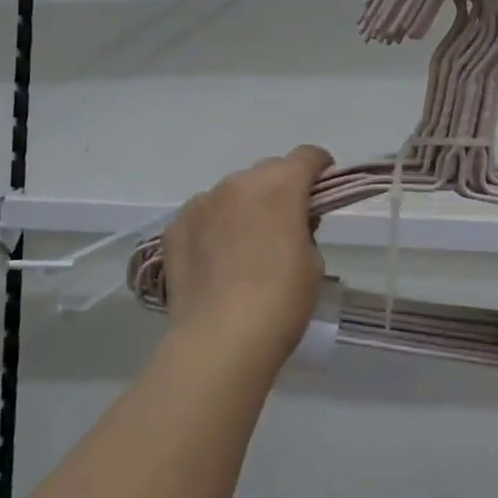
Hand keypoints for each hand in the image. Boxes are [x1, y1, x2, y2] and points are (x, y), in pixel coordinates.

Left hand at [159, 145, 333, 364]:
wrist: (220, 340)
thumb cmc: (280, 301)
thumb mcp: (313, 263)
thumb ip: (305, 229)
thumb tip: (292, 221)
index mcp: (279, 186)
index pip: (306, 156)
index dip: (320, 169)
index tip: (322, 189)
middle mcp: (237, 183)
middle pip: (267, 171)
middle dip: (280, 189)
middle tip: (285, 224)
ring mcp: (201, 202)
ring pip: (232, 192)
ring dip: (244, 207)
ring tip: (245, 246)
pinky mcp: (175, 227)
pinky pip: (203, 215)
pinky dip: (214, 227)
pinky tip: (216, 260)